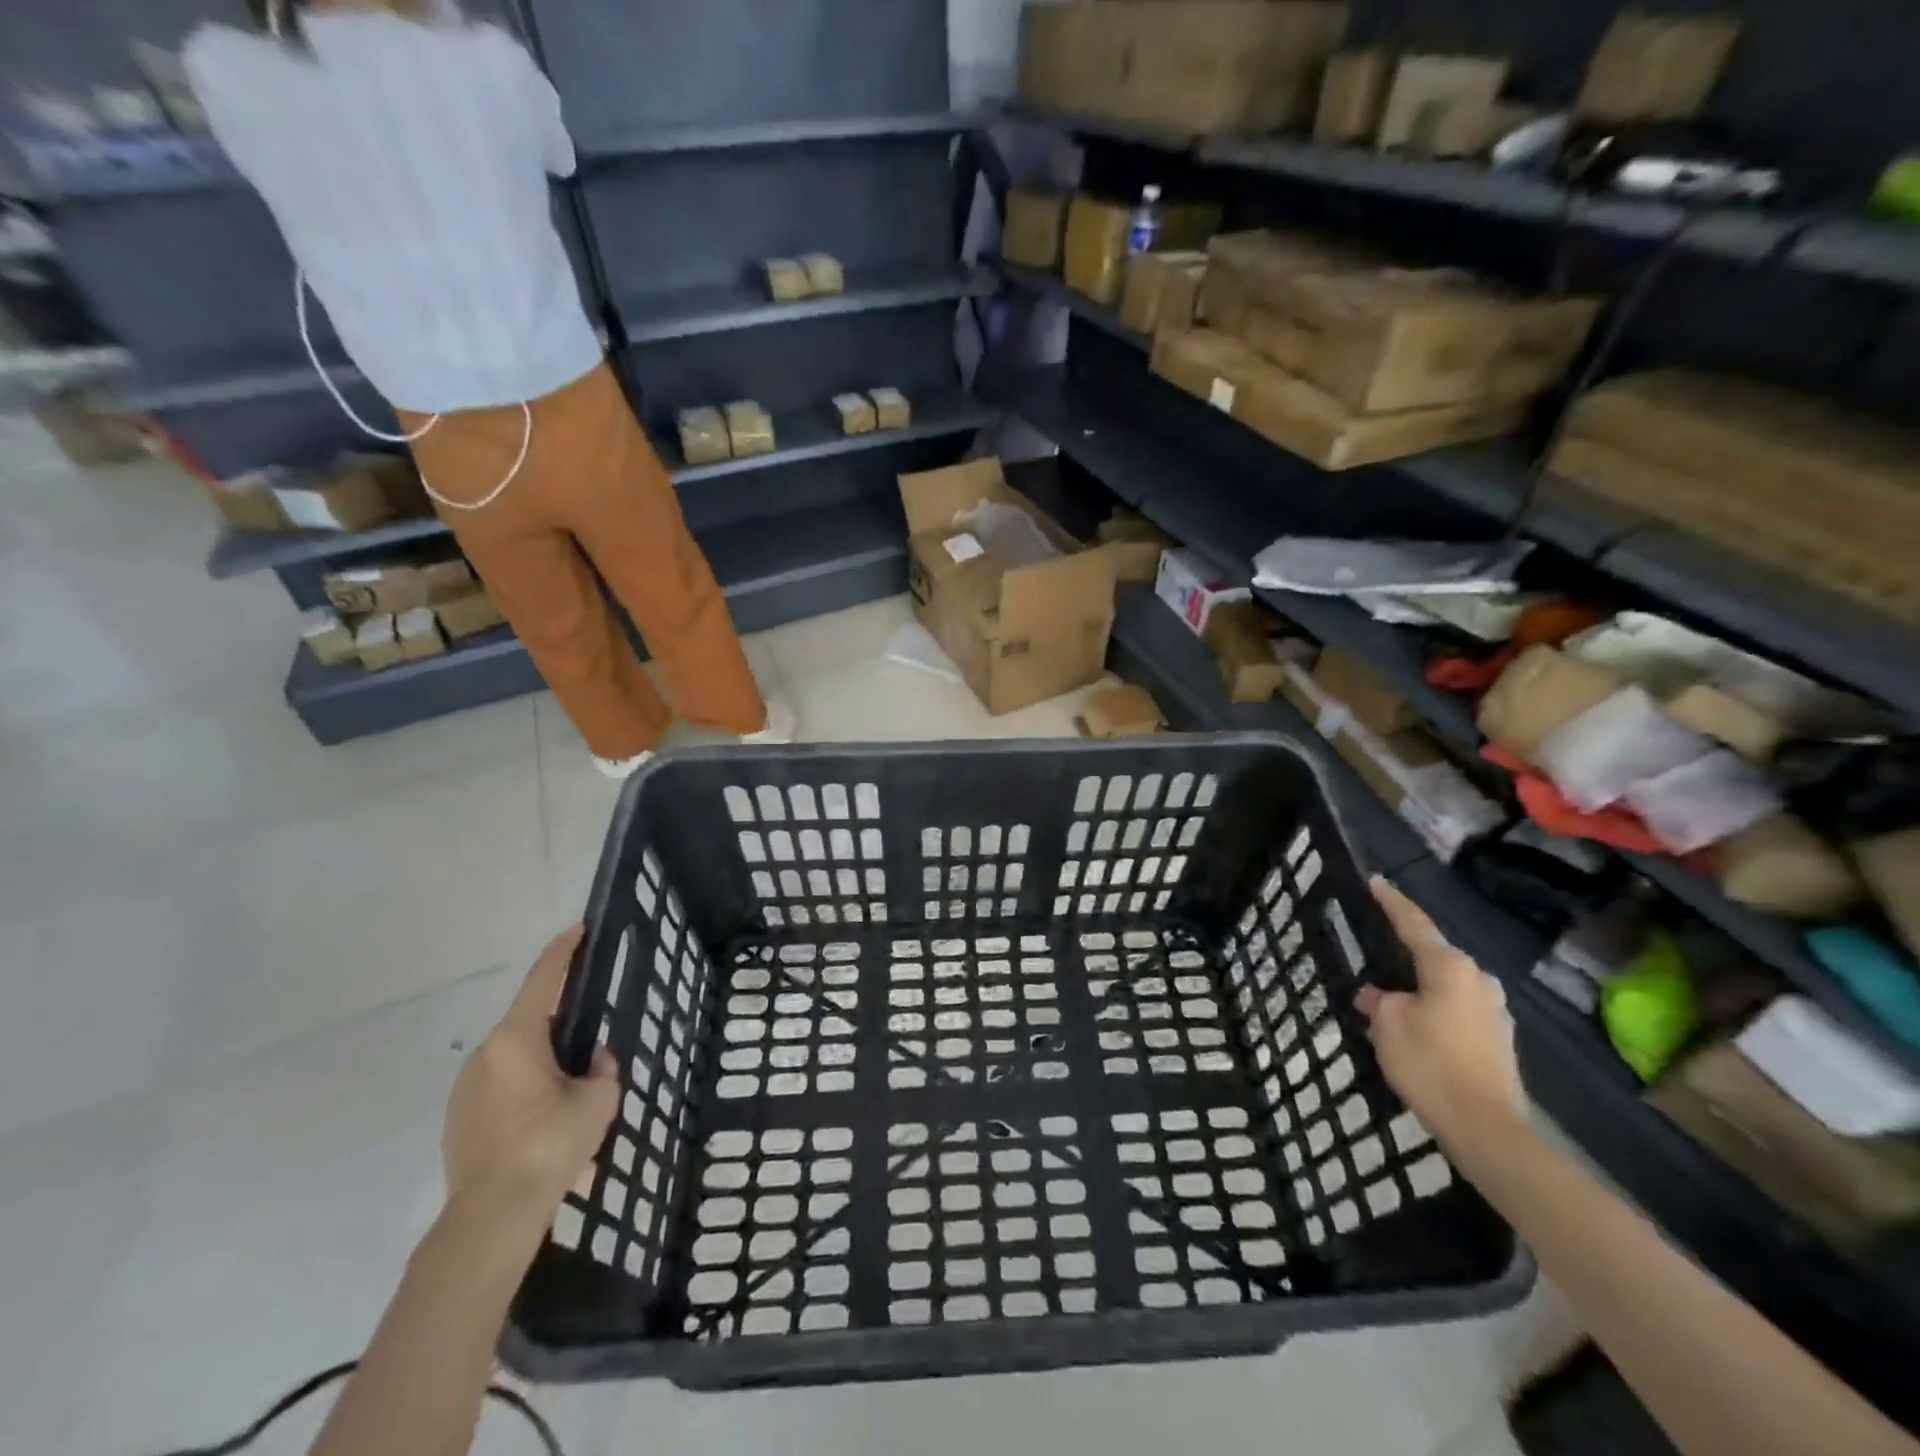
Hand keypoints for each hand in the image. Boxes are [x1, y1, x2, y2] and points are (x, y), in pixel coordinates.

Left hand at [441, 927, 620, 1234]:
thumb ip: (603, 1070)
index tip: (579, 929)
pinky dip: (528, 1092)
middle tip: (593, 1030)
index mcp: (517, 1039)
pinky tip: (550, 1123)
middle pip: (530, 1021)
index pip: (543, 979)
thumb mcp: (597, 1100)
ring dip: (545, 1063)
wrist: (491, 1217)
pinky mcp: (459, 1121)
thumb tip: (594, 1062)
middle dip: (562, 1022)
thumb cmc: (549, 1144)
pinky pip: (502, 1090)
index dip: (563, 951)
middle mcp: (485, 1055)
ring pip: (516, 1060)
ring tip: (576, 1090)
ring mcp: (466, 1089)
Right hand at [1356, 878, 1528, 1150]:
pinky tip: (1416, 1026)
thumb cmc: (1430, 1062)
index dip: (1392, 902)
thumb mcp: (1388, 1024)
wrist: (1486, 1128)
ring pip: (1446, 984)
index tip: (1375, 881)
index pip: (1414, 923)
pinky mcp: (1498, 1039)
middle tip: (1375, 948)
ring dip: (1420, 985)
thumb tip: (1376, 995)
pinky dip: (1434, 1008)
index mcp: (1449, 966)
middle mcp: (1478, 980)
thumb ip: (1379, 1000)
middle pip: (1434, 954)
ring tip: (1390, 994)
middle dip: (1405, 952)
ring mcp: (1494, 1010)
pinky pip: (1457, 1009)